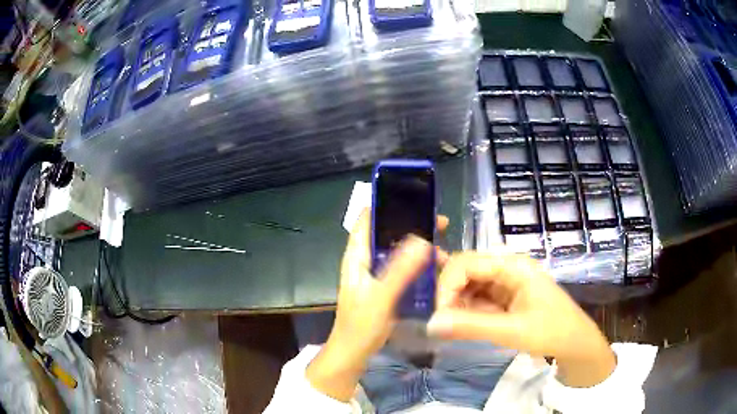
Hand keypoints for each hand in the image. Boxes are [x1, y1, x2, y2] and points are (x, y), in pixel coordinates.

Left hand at [306, 210, 447, 400]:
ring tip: (443, 248)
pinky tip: (435, 268)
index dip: (387, 204)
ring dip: (418, 246)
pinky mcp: (384, 286)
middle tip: (440, 224)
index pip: (367, 219)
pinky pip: (402, 267)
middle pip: (387, 232)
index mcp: (357, 256)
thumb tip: (421, 239)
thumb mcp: (381, 297)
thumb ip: (400, 270)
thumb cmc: (361, 325)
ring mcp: (375, 274)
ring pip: (397, 250)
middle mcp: (365, 260)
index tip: (414, 198)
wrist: (353, 353)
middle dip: (412, 225)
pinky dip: (417, 263)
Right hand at [427, 252, 615, 387]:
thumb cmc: (550, 332)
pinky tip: (465, 325)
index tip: (439, 315)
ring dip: (457, 304)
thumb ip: (471, 326)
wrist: (575, 343)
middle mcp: (507, 267)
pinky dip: (467, 311)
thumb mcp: (511, 331)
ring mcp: (506, 281)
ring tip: (454, 327)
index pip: (466, 263)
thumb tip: (430, 324)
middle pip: (466, 270)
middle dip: (450, 294)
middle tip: (444, 323)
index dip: (446, 285)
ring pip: (469, 285)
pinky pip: (478, 298)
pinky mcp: (505, 296)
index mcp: (513, 265)